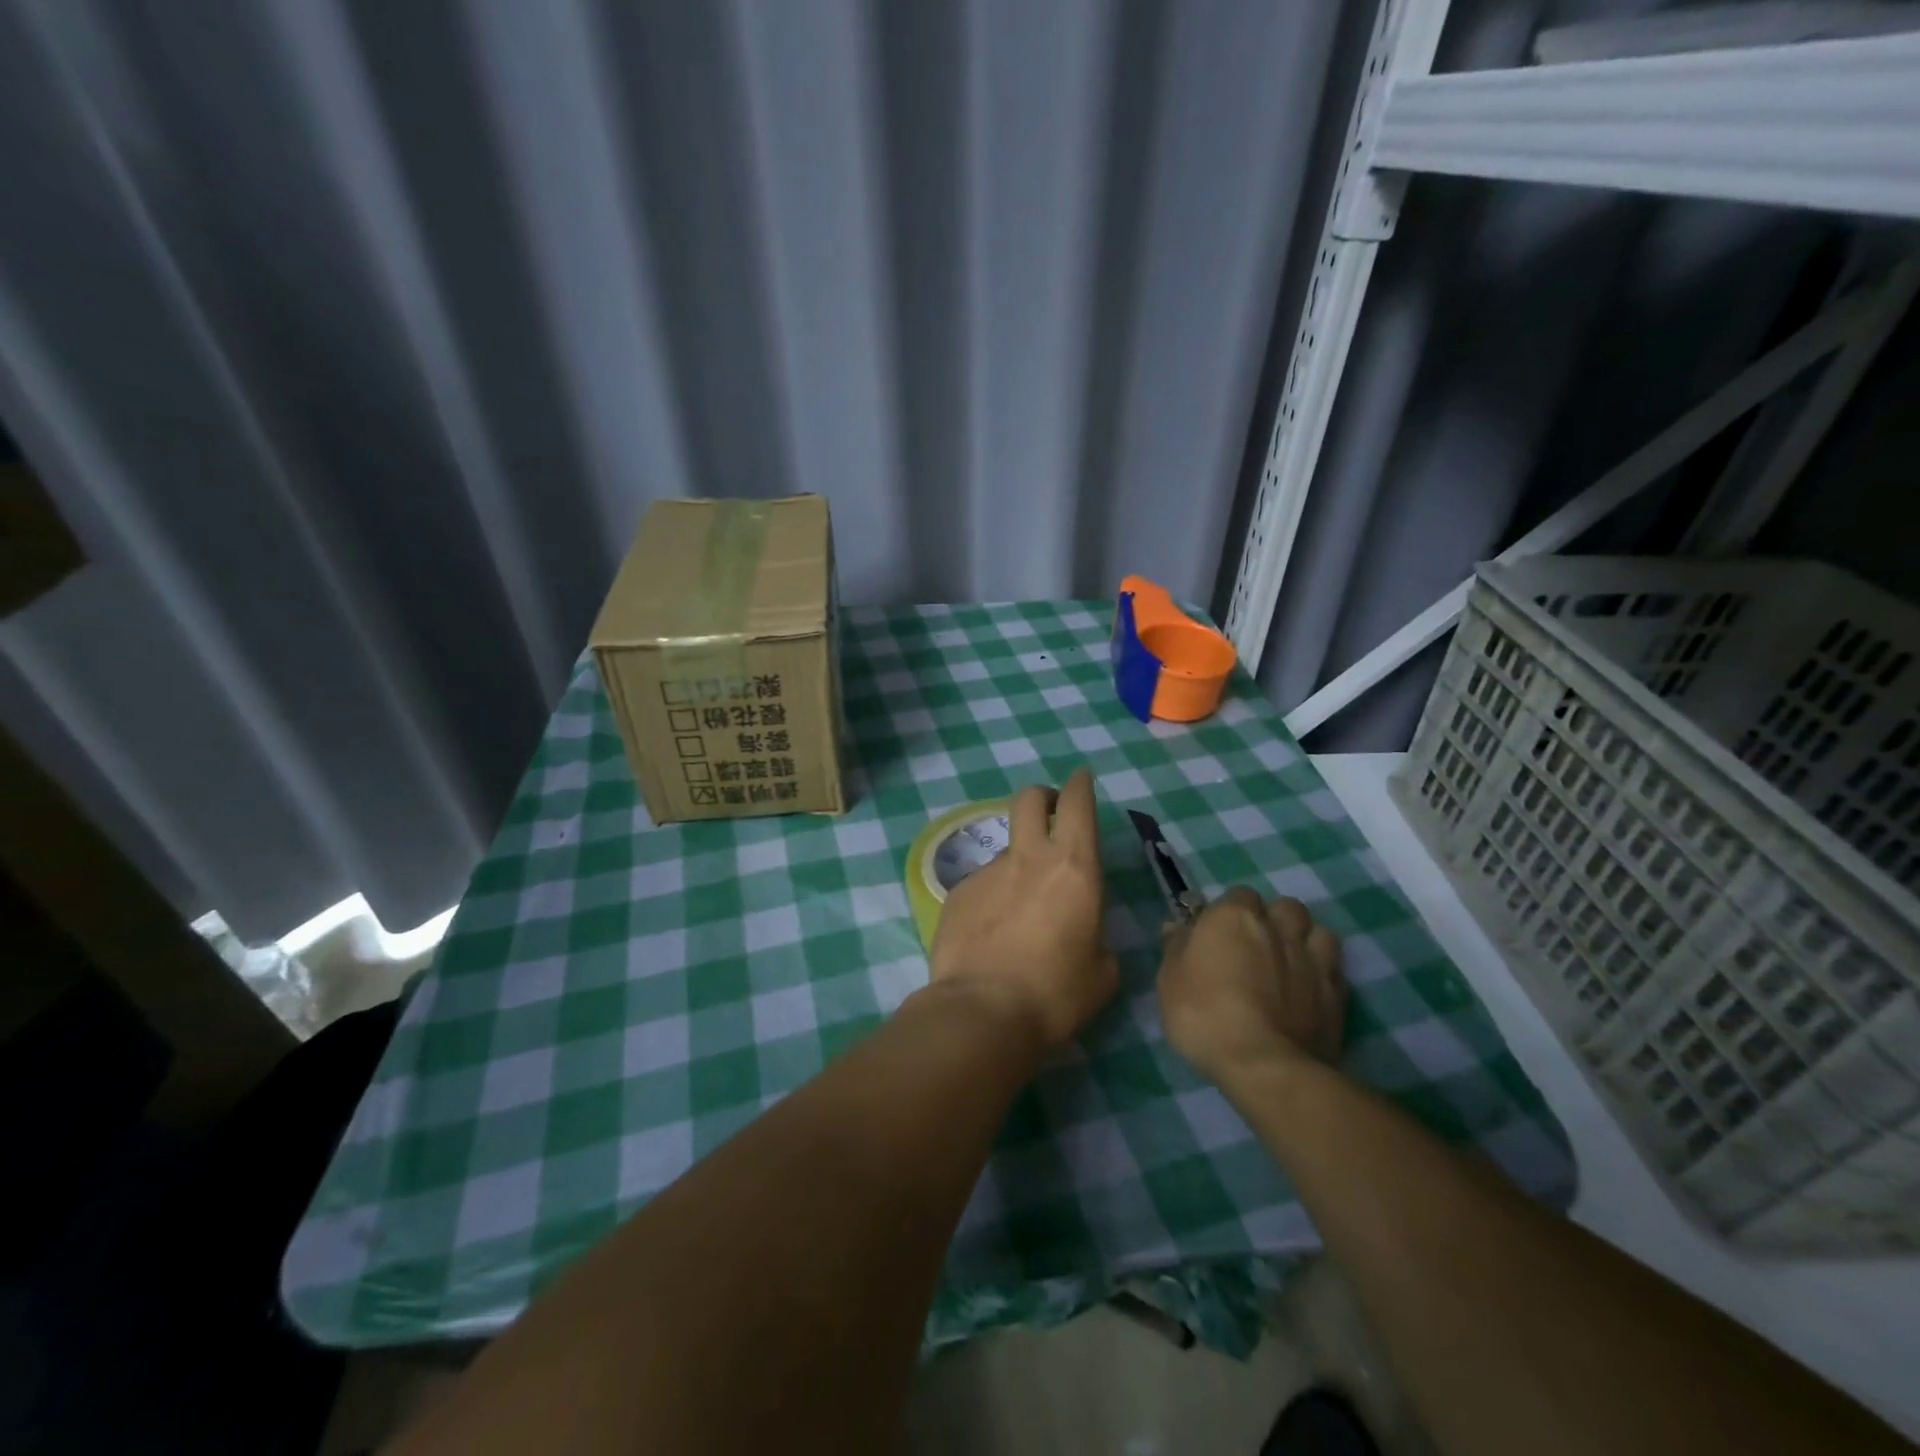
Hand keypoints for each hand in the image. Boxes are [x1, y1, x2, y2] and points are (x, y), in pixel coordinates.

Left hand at [928, 769, 1118, 1048]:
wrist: (982, 1011)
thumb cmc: (1055, 993)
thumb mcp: (1101, 973)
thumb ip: (1098, 940)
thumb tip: (1086, 935)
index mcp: (1074, 867)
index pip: (1078, 804)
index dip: (1080, 784)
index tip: (1081, 778)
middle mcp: (1029, 858)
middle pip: (1029, 799)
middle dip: (1042, 797)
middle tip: (1050, 813)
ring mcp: (987, 871)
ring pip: (1006, 849)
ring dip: (1018, 864)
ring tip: (1019, 911)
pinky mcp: (957, 892)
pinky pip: (982, 883)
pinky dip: (992, 897)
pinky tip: (991, 933)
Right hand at [1157, 888, 1344, 1086]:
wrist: (1263, 1064)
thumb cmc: (1204, 1014)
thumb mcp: (1170, 980)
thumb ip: (1176, 947)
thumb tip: (1178, 926)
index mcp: (1234, 916)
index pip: (1238, 895)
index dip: (1229, 913)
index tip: (1218, 935)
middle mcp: (1277, 927)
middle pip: (1284, 907)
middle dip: (1274, 919)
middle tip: (1257, 946)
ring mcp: (1312, 958)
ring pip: (1317, 930)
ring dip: (1305, 939)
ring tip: (1290, 962)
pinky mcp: (1336, 992)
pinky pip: (1334, 967)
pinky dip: (1323, 971)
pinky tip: (1310, 989)